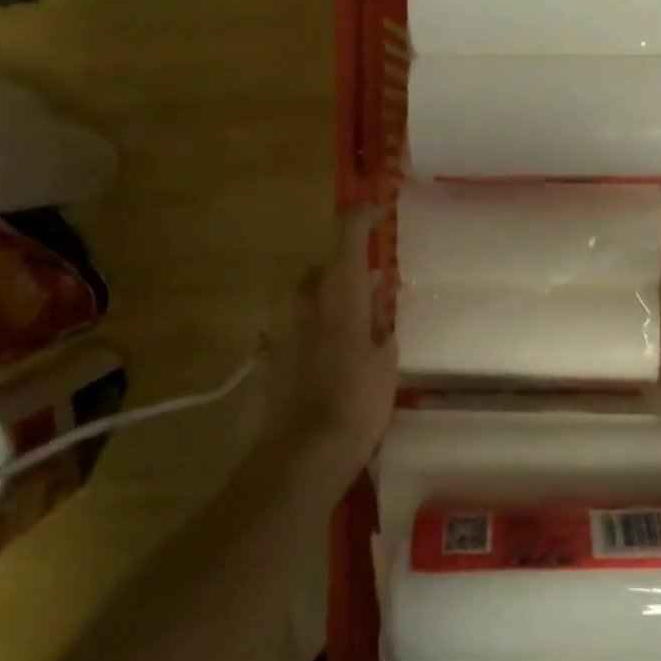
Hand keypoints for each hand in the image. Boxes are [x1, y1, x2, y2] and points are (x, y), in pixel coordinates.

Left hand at [266, 207, 396, 481]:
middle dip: (347, 269)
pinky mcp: (275, 358)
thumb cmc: (356, 402)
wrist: (304, 454)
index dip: (362, 215)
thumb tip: (380, 302)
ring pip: (310, 299)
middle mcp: (308, 303)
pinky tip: (335, 358)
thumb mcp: (385, 361)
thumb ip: (382, 325)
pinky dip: (319, 332)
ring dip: (333, 300)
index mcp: (340, 294)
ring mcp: (287, 330)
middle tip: (374, 288)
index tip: (378, 206)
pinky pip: (301, 330)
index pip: (347, 235)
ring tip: (360, 325)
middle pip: (325, 269)